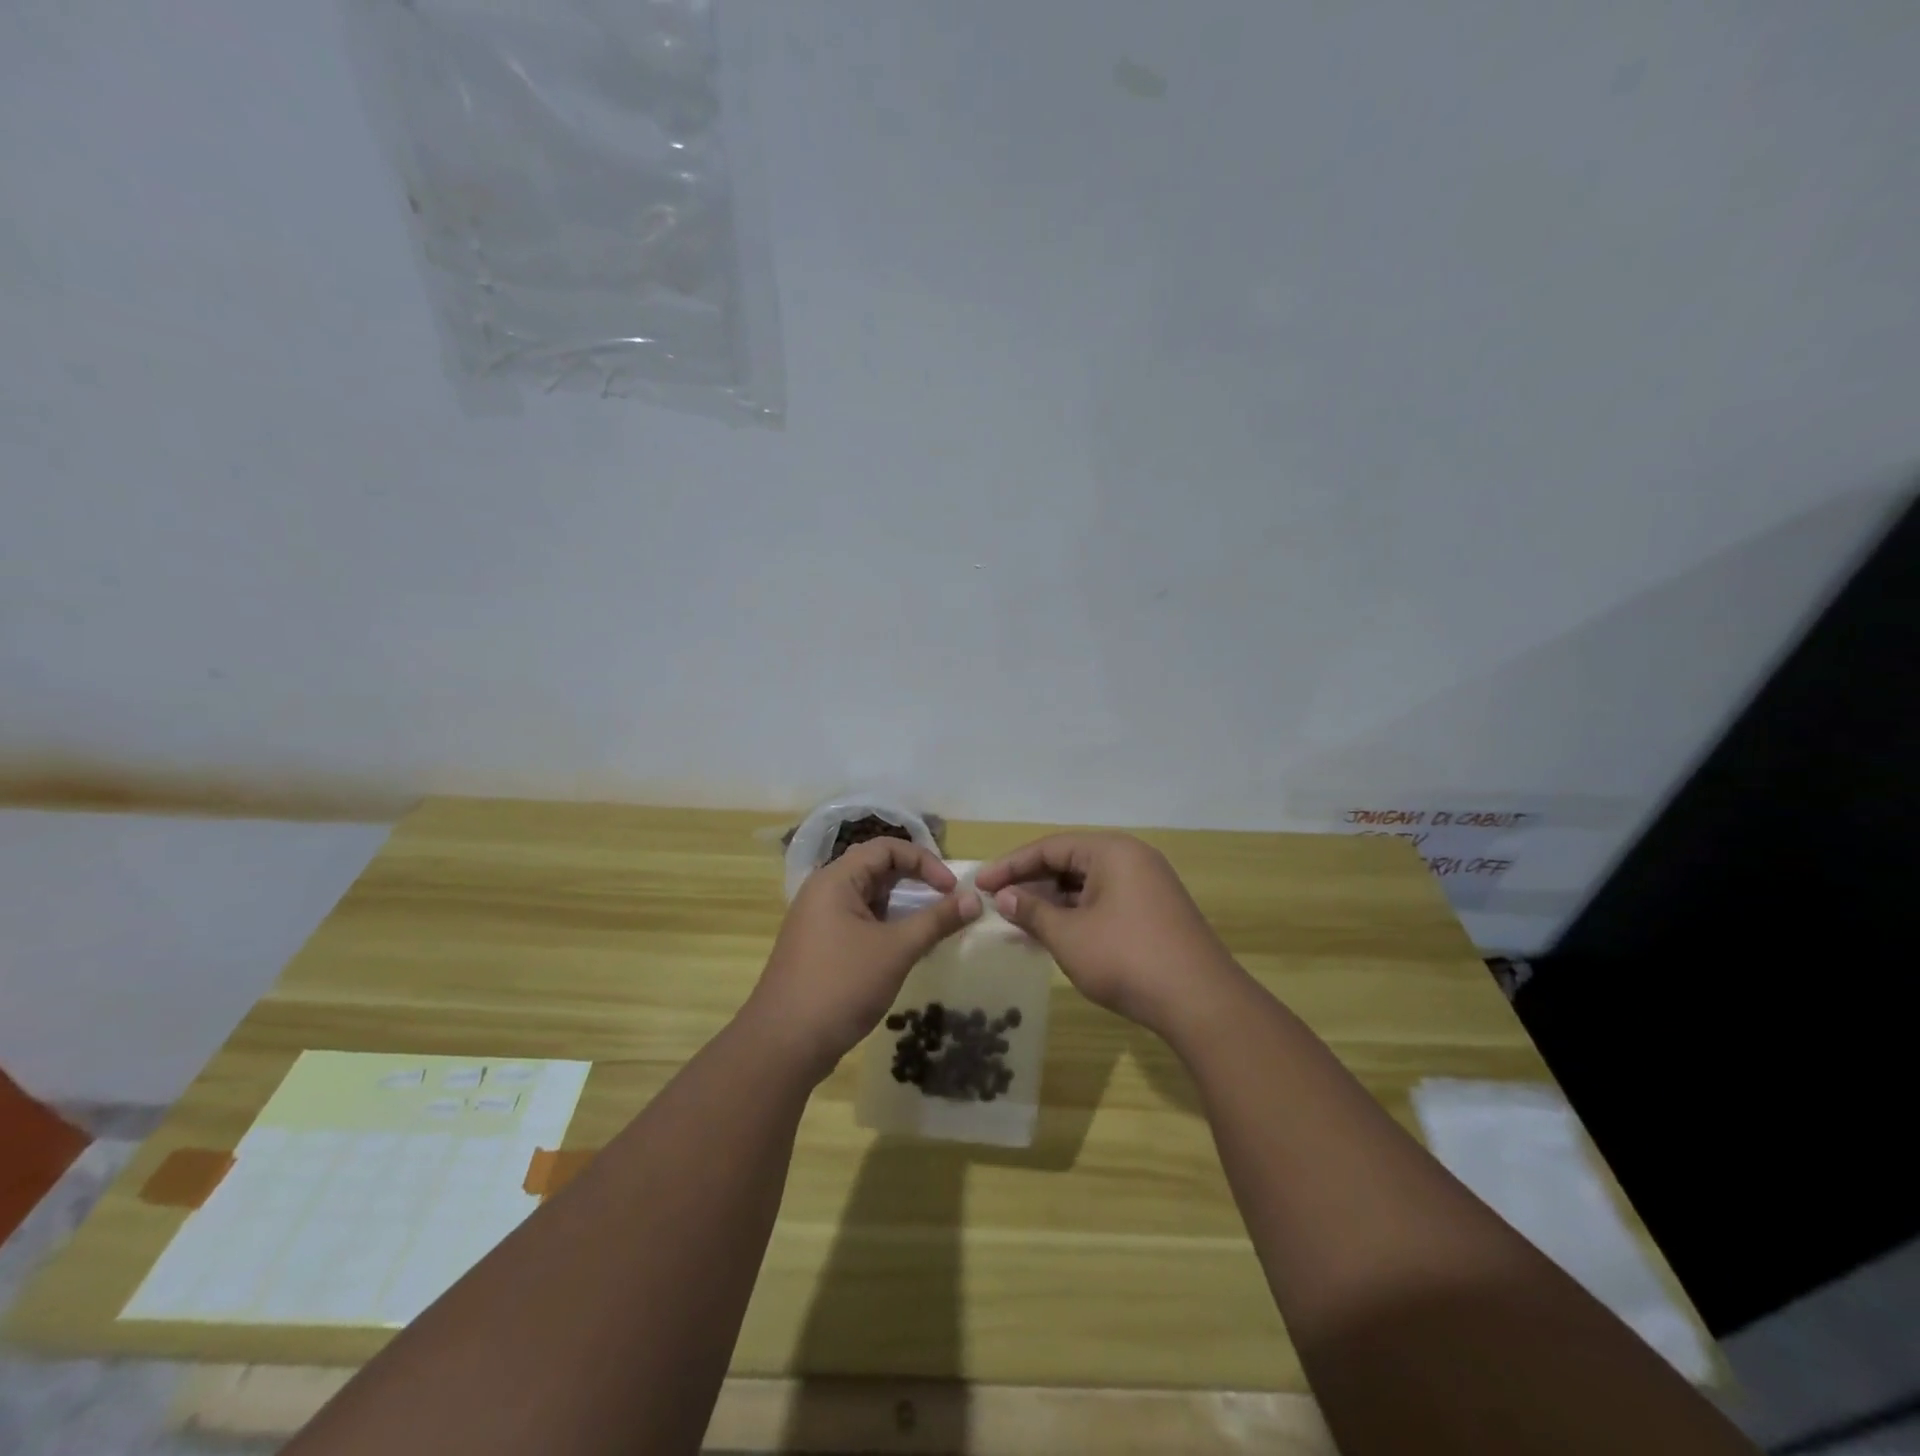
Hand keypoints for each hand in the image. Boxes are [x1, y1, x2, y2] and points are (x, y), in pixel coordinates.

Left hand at [744, 838, 980, 1079]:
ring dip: (902, 908)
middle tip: (946, 904)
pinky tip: (905, 951)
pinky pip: (859, 922)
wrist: (784, 1045)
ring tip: (932, 928)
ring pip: (869, 899)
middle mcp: (823, 892)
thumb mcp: (896, 950)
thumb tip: (974, 899)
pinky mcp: (820, 947)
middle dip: (915, 883)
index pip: (886, 848)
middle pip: (877, 870)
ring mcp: (818, 921)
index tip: (951, 889)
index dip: (924, 861)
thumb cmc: (841, 986)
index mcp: (836, 880)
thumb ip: (937, 920)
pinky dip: (886, 928)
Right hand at [973, 833, 1239, 1035]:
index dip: (1010, 865)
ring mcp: (1147, 886)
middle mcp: (1132, 858)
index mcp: (1112, 851)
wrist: (1201, 1002)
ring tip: (1018, 918)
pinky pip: (1105, 900)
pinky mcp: (1155, 912)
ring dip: (1052, 900)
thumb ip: (1032, 911)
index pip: (1050, 847)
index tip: (979, 883)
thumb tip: (1002, 896)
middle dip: (1031, 881)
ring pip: (1087, 884)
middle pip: (1070, 861)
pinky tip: (1054, 932)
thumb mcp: (1069, 936)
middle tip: (995, 900)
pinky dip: (1076, 913)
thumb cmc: (1127, 959)